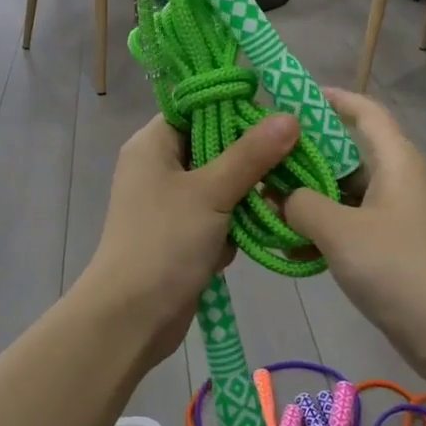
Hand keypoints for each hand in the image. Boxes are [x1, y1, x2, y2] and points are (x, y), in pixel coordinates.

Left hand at [76, 113, 302, 366]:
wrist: (132, 317)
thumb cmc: (164, 241)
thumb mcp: (211, 192)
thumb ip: (251, 154)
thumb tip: (289, 117)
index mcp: (152, 144)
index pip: (196, 109)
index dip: (234, 109)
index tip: (277, 116)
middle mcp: (158, 167)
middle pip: (212, 145)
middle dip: (250, 157)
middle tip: (293, 156)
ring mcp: (169, 202)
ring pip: (220, 183)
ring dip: (247, 194)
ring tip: (282, 195)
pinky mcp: (182, 234)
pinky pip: (217, 215)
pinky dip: (236, 224)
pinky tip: (258, 231)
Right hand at [284, 89, 425, 381]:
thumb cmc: (402, 269)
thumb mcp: (341, 231)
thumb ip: (302, 204)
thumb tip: (281, 197)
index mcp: (394, 160)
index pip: (364, 111)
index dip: (330, 98)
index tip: (288, 98)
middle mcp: (395, 180)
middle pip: (345, 152)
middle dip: (302, 154)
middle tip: (259, 159)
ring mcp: (393, 216)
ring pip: (341, 192)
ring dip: (305, 197)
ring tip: (262, 203)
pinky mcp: (389, 249)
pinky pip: (347, 225)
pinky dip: (319, 229)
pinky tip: (288, 247)